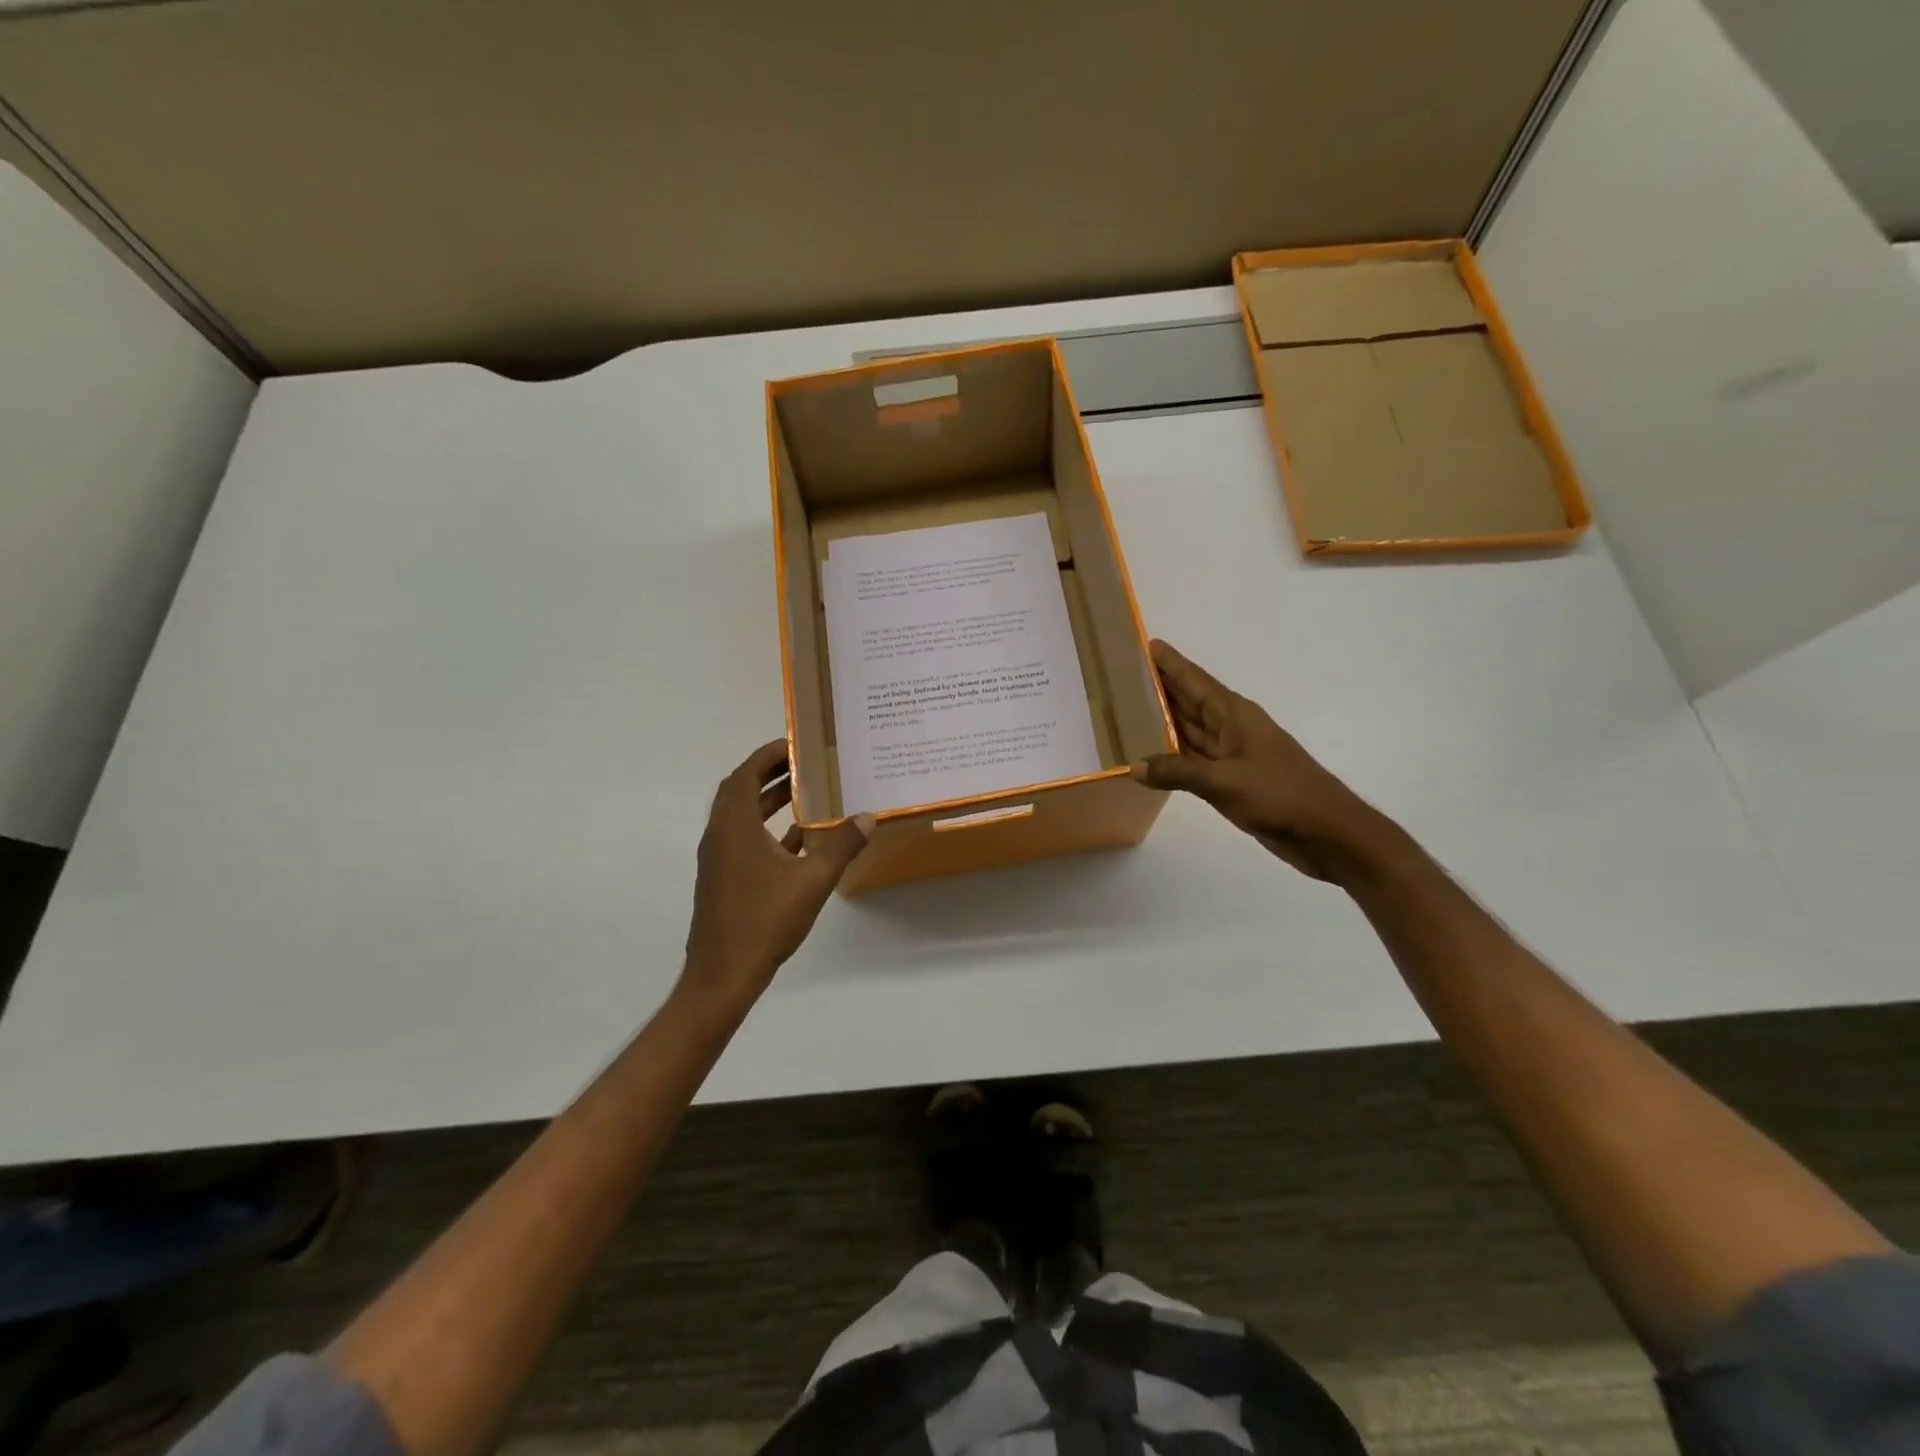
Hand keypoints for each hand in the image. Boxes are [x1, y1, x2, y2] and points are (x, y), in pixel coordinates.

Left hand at [680, 740, 873, 1014]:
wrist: (723, 975)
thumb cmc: (764, 920)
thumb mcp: (812, 880)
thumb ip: (841, 845)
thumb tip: (868, 817)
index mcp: (734, 827)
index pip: (745, 774)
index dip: (767, 755)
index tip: (795, 743)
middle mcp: (720, 836)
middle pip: (741, 791)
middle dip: (770, 773)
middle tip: (805, 763)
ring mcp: (719, 859)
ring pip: (742, 817)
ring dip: (769, 801)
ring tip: (805, 792)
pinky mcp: (723, 879)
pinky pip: (744, 841)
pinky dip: (768, 831)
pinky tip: (800, 839)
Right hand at [1131, 640, 1390, 881]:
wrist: (1327, 832)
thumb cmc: (1280, 794)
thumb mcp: (1224, 781)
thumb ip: (1178, 772)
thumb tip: (1135, 766)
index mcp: (1234, 715)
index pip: (1194, 681)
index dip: (1170, 663)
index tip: (1145, 643)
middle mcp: (1231, 728)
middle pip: (1189, 701)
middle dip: (1160, 687)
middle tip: (1122, 676)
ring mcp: (1232, 755)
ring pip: (1190, 730)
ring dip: (1162, 722)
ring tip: (1126, 710)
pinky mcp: (1232, 780)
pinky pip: (1194, 759)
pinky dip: (1172, 756)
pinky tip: (1150, 756)